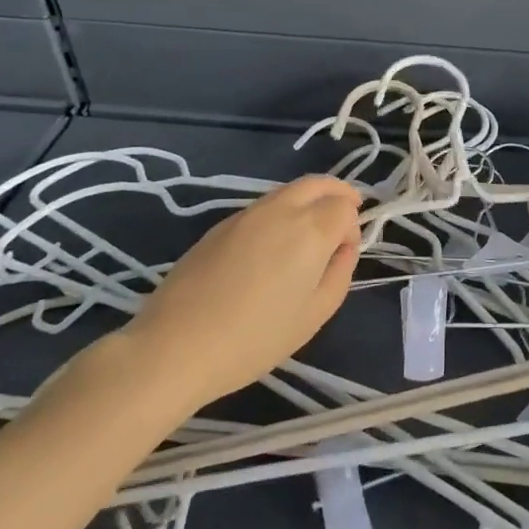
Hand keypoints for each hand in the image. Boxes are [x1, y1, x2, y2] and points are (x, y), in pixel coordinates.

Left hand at [119, 176, 361, 410]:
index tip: (343, 254)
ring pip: (289, 190)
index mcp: (310, 229)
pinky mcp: (220, 225)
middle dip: (337, 194)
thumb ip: (339, 273)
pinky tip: (272, 247)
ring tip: (308, 234)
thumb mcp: (314, 315)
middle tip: (343, 216)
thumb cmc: (255, 338)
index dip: (352, 226)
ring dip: (307, 201)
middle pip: (318, 183)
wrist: (176, 345)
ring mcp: (247, 213)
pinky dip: (280, 213)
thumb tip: (343, 247)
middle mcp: (281, 209)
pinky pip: (263, 207)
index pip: (344, 205)